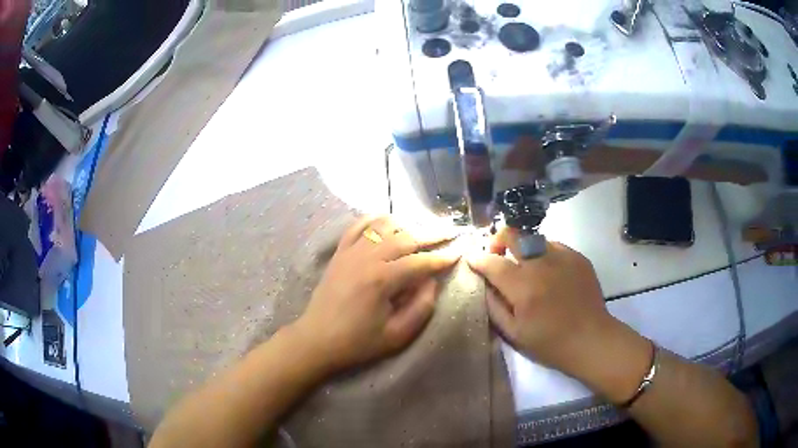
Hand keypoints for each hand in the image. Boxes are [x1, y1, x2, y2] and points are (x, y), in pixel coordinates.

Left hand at [293, 216, 459, 374]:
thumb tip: (432, 281)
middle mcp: (366, 258)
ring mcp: (350, 251)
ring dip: (407, 224)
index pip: (420, 262)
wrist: (317, 339)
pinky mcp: (340, 252)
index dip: (442, 257)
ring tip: (424, 228)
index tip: (460, 252)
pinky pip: (358, 225)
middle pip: (405, 236)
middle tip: (451, 231)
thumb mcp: (397, 335)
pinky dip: (376, 219)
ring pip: (384, 225)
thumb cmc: (358, 342)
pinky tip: (389, 221)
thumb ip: (421, 307)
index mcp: (382, 280)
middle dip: (432, 233)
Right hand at [468, 227, 648, 390]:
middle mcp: (541, 264)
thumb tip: (484, 285)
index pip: (492, 262)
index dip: (478, 258)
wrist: (591, 339)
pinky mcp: (577, 257)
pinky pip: (553, 245)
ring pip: (533, 238)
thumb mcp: (514, 333)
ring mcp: (562, 257)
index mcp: (523, 287)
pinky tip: (548, 272)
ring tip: (525, 267)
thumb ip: (494, 306)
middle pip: (513, 235)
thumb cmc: (549, 343)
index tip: (472, 259)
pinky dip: (543, 254)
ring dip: (522, 248)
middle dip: (497, 240)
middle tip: (496, 254)